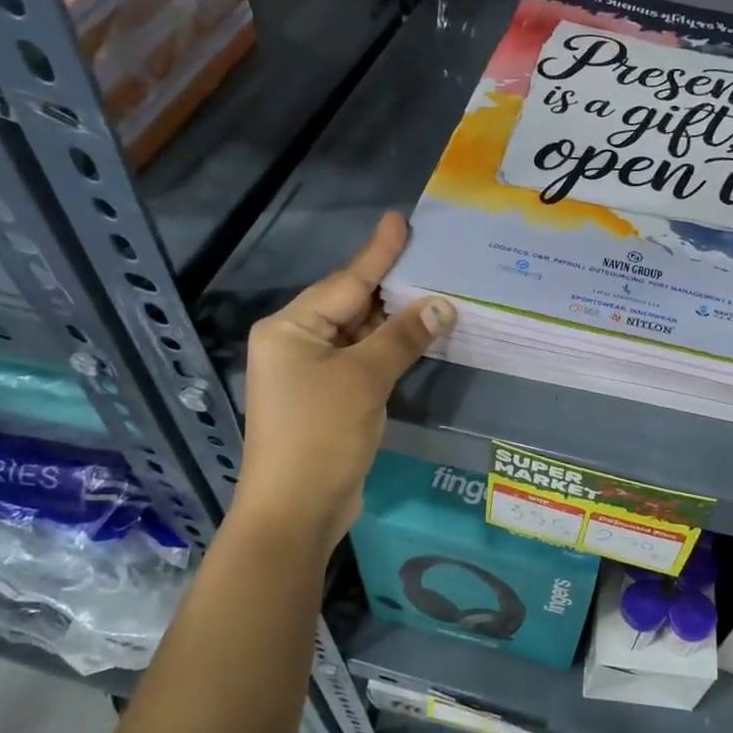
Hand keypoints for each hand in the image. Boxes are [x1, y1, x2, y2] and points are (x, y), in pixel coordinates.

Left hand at [235, 213, 453, 553]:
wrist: (295, 511)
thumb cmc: (321, 435)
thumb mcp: (364, 379)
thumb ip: (402, 337)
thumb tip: (441, 307)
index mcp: (290, 329)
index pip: (346, 282)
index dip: (378, 253)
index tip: (401, 221)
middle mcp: (295, 343)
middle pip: (351, 305)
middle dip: (391, 286)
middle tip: (432, 257)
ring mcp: (309, 373)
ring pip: (359, 334)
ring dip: (394, 321)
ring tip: (435, 292)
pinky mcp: (327, 399)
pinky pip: (362, 361)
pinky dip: (388, 350)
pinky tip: (418, 337)